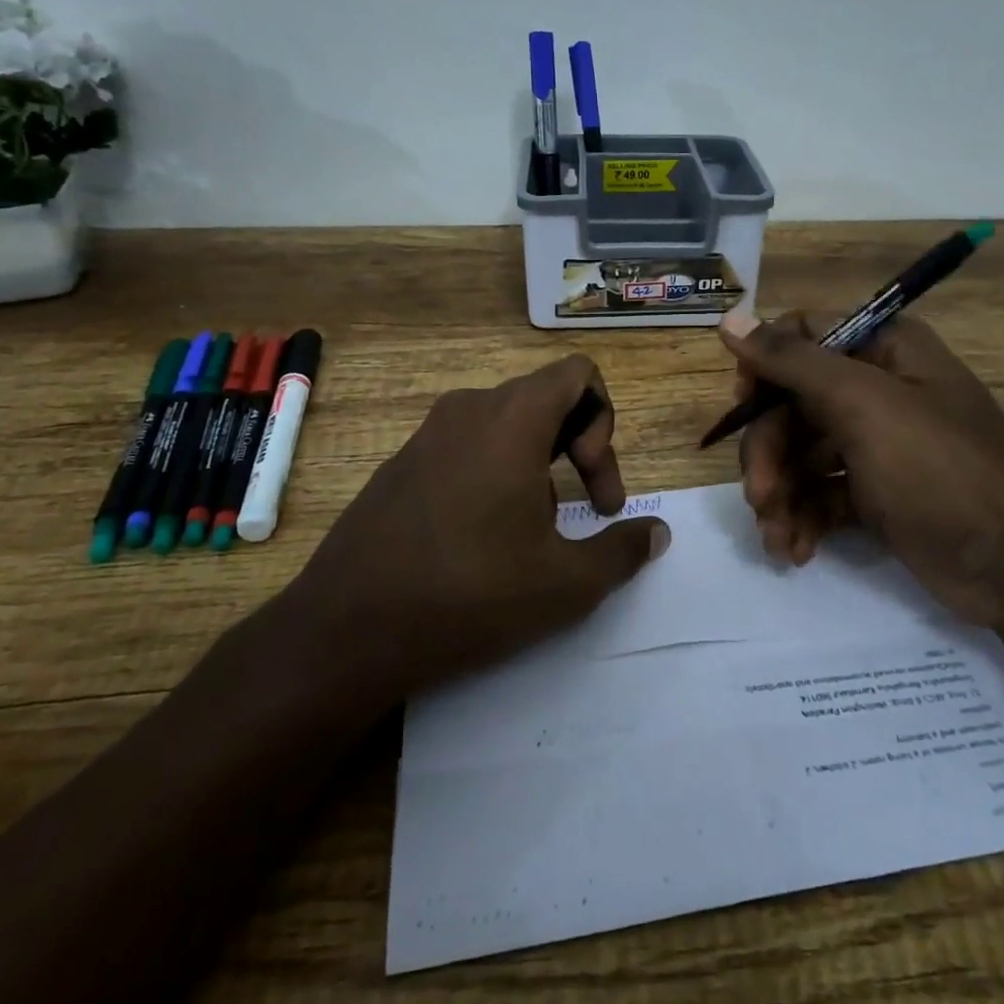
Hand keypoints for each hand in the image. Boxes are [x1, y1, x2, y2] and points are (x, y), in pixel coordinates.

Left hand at [284, 355, 669, 694]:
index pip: (577, 373)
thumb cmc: (470, 593)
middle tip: (584, 511)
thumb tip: (657, 534)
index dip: (605, 421)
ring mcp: (426, 435)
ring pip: (505, 425)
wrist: (346, 630)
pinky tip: (479, 541)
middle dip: (578, 448)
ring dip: (536, 465)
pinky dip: (492, 474)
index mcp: (512, 418)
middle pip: (545, 399)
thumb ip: (621, 550)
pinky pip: (465, 447)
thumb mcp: (566, 584)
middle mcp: (468, 410)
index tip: (593, 485)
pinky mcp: (399, 465)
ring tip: (531, 533)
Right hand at [718, 312, 1003, 627]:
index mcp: (882, 349)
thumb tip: (728, 316)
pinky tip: (795, 550)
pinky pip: (820, 493)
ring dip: (780, 493)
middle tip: (759, 496)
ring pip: (801, 454)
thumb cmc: (940, 468)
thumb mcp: (863, 405)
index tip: (743, 408)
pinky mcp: (875, 494)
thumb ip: (791, 361)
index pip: (801, 337)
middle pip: (792, 404)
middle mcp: (876, 389)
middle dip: (769, 452)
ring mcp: (875, 444)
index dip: (764, 368)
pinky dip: (803, 518)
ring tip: (775, 536)